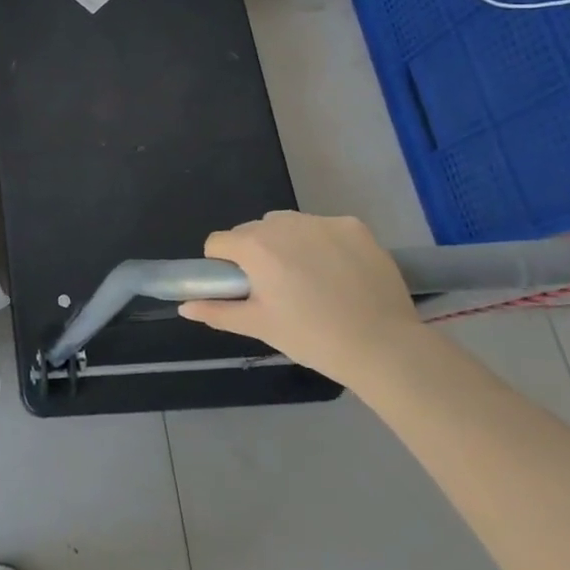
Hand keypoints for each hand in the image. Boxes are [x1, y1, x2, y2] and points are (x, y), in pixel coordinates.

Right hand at [181, 211, 421, 386]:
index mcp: (255, 247)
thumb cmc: (312, 337)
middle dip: (257, 253)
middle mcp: (283, 224)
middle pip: (253, 231)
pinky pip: (323, 227)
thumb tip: (184, 306)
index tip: (244, 289)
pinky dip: (323, 243)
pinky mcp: (354, 226)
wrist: (385, 347)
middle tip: (279, 289)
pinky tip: (340, 272)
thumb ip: (217, 311)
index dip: (224, 266)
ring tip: (311, 279)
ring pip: (287, 225)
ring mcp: (321, 222)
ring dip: (288, 244)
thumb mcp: (260, 326)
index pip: (219, 242)